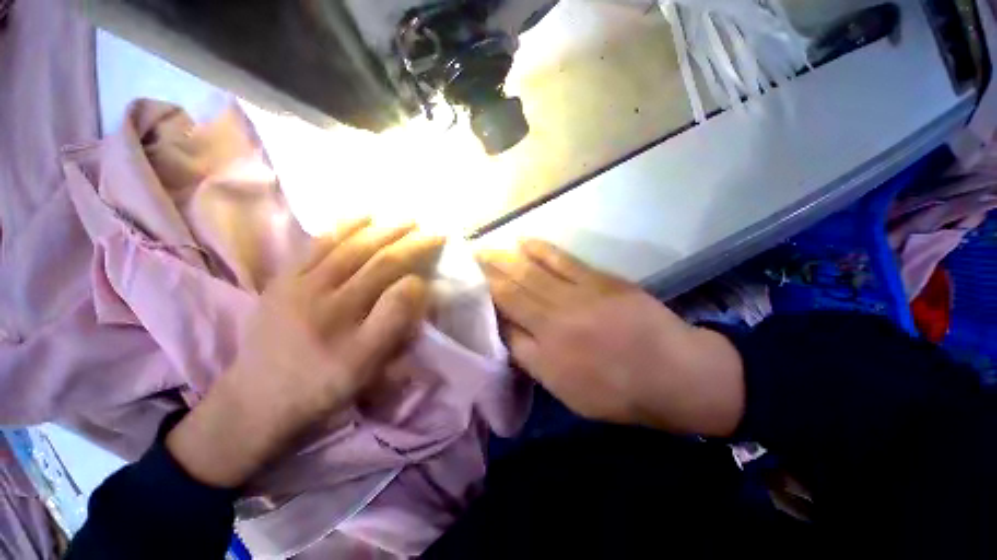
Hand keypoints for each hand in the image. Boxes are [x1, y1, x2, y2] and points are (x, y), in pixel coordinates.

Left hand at [167, 218, 444, 487]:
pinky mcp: (282, 280)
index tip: (437, 250)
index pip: (394, 283)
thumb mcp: (366, 369)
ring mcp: (299, 286)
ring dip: (381, 227)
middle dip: (407, 239)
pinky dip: (342, 226)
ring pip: (348, 246)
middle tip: (429, 226)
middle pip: (374, 258)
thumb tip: (415, 284)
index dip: (418, 261)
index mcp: (350, 328)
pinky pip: (316, 245)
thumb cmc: (322, 385)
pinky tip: (361, 215)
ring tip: (403, 216)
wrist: (258, 399)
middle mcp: (325, 300)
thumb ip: (393, 324)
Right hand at [479, 240, 744, 436]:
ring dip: (503, 260)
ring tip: (483, 249)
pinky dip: (539, 250)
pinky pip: (562, 260)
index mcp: (546, 358)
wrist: (676, 374)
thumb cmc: (619, 393)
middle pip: (510, 294)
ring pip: (529, 274)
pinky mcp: (599, 281)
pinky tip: (521, 241)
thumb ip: (533, 361)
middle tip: (466, 262)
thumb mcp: (568, 393)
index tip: (468, 293)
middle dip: (485, 277)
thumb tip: (508, 332)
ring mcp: (578, 298)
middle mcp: (554, 324)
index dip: (483, 308)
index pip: (502, 326)